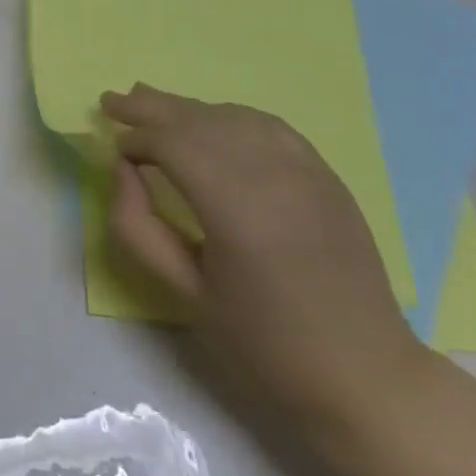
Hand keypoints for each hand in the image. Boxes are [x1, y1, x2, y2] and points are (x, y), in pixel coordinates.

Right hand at [102, 84, 432, 439]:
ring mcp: (306, 170)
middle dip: (151, 107)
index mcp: (237, 210)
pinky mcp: (325, 175)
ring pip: (232, 116)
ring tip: (149, 101)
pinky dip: (229, 114)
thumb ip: (137, 226)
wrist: (364, 375)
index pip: (173, 145)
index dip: (137, 140)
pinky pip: (267, 125)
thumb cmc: (264, 343)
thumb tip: (123, 170)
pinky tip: (209, 118)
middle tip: (111, 101)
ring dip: (187, 108)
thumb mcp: (184, 292)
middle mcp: (273, 175)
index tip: (114, 150)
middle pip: (200, 120)